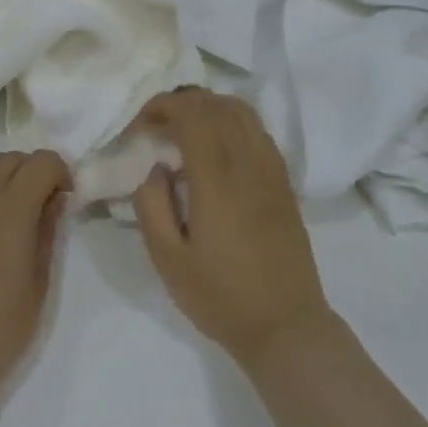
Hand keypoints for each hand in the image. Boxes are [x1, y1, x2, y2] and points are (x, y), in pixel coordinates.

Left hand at [0, 151, 69, 410]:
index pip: (41, 161)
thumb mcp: (38, 285)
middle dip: (32, 172)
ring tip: (7, 203)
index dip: (59, 172)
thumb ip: (47, 233)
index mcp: (11, 207)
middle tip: (41, 203)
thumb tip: (55, 201)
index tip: (65, 197)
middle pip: (10, 160)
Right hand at [130, 90, 336, 369]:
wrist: (286, 326)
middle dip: (183, 101)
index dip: (165, 106)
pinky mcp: (284, 182)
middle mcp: (248, 164)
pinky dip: (233, 120)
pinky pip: (259, 130)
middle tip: (156, 120)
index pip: (194, 116)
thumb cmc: (220, 297)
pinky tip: (217, 143)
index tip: (141, 121)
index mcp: (218, 181)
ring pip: (243, 112)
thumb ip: (152, 205)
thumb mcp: (168, 260)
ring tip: (185, 124)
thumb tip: (154, 165)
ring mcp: (272, 170)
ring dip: (210, 105)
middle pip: (218, 106)